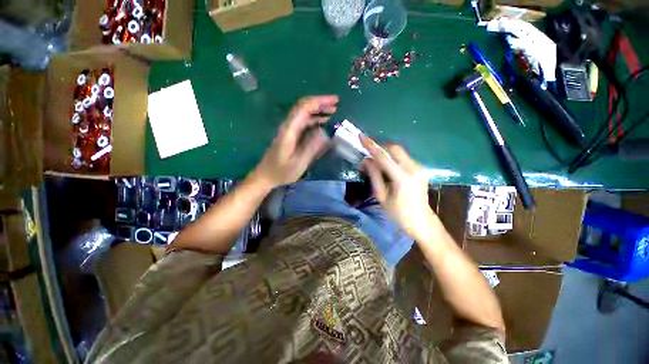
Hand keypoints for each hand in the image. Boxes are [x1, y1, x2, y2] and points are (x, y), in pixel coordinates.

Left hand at [251, 96, 338, 188]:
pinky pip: (303, 122)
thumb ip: (311, 148)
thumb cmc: (281, 172)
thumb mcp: (298, 163)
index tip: (334, 101)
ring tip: (333, 111)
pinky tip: (323, 122)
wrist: (265, 175)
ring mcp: (289, 129)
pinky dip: (314, 119)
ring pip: (304, 113)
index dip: (319, 102)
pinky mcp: (290, 134)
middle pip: (303, 107)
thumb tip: (325, 133)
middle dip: (320, 102)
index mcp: (289, 131)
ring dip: (318, 109)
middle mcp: (288, 126)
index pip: (304, 108)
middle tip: (336, 103)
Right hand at [360, 135, 434, 239]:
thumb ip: (374, 176)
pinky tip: (385, 165)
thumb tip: (366, 160)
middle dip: (379, 146)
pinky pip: (403, 157)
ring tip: (374, 160)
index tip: (361, 137)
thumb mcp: (381, 196)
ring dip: (385, 152)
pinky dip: (392, 157)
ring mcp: (419, 168)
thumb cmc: (398, 214)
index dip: (371, 146)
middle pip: (394, 148)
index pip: (384, 157)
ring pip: (399, 151)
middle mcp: (414, 169)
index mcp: (403, 178)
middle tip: (367, 152)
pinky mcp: (420, 169)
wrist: (421, 222)